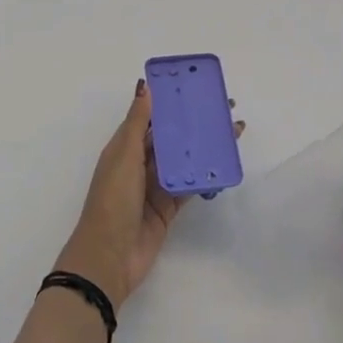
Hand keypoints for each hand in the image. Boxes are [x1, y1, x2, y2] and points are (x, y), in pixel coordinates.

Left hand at [58, 79, 243, 308]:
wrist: (110, 257)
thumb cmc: (112, 200)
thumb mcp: (123, 156)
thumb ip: (138, 123)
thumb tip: (146, 86)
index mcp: (125, 147)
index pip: (151, 117)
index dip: (172, 101)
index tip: (197, 85)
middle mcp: (140, 163)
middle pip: (171, 137)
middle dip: (194, 122)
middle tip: (225, 107)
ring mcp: (155, 186)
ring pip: (184, 160)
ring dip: (204, 146)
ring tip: (232, 131)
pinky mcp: (168, 207)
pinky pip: (189, 186)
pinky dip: (205, 176)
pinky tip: (224, 164)